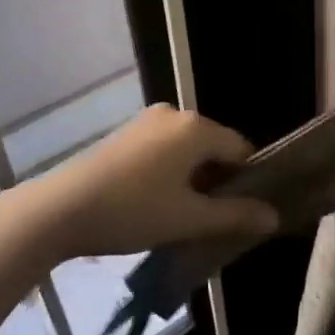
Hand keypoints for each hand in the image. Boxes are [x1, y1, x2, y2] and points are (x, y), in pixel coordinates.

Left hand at [19, 104, 279, 262]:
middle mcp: (176, 113)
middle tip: (212, 220)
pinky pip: (163, 148)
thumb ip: (235, 216)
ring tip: (183, 216)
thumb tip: (274, 216)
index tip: (243, 214)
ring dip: (192, 178)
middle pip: (213, 147)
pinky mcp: (126, 133)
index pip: (241, 148)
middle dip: (218, 181)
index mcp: (197, 127)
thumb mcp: (189, 219)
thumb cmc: (133, 211)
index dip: (248, 181)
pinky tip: (155, 202)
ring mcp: (147, 121)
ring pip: (187, 149)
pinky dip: (169, 171)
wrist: (60, 209)